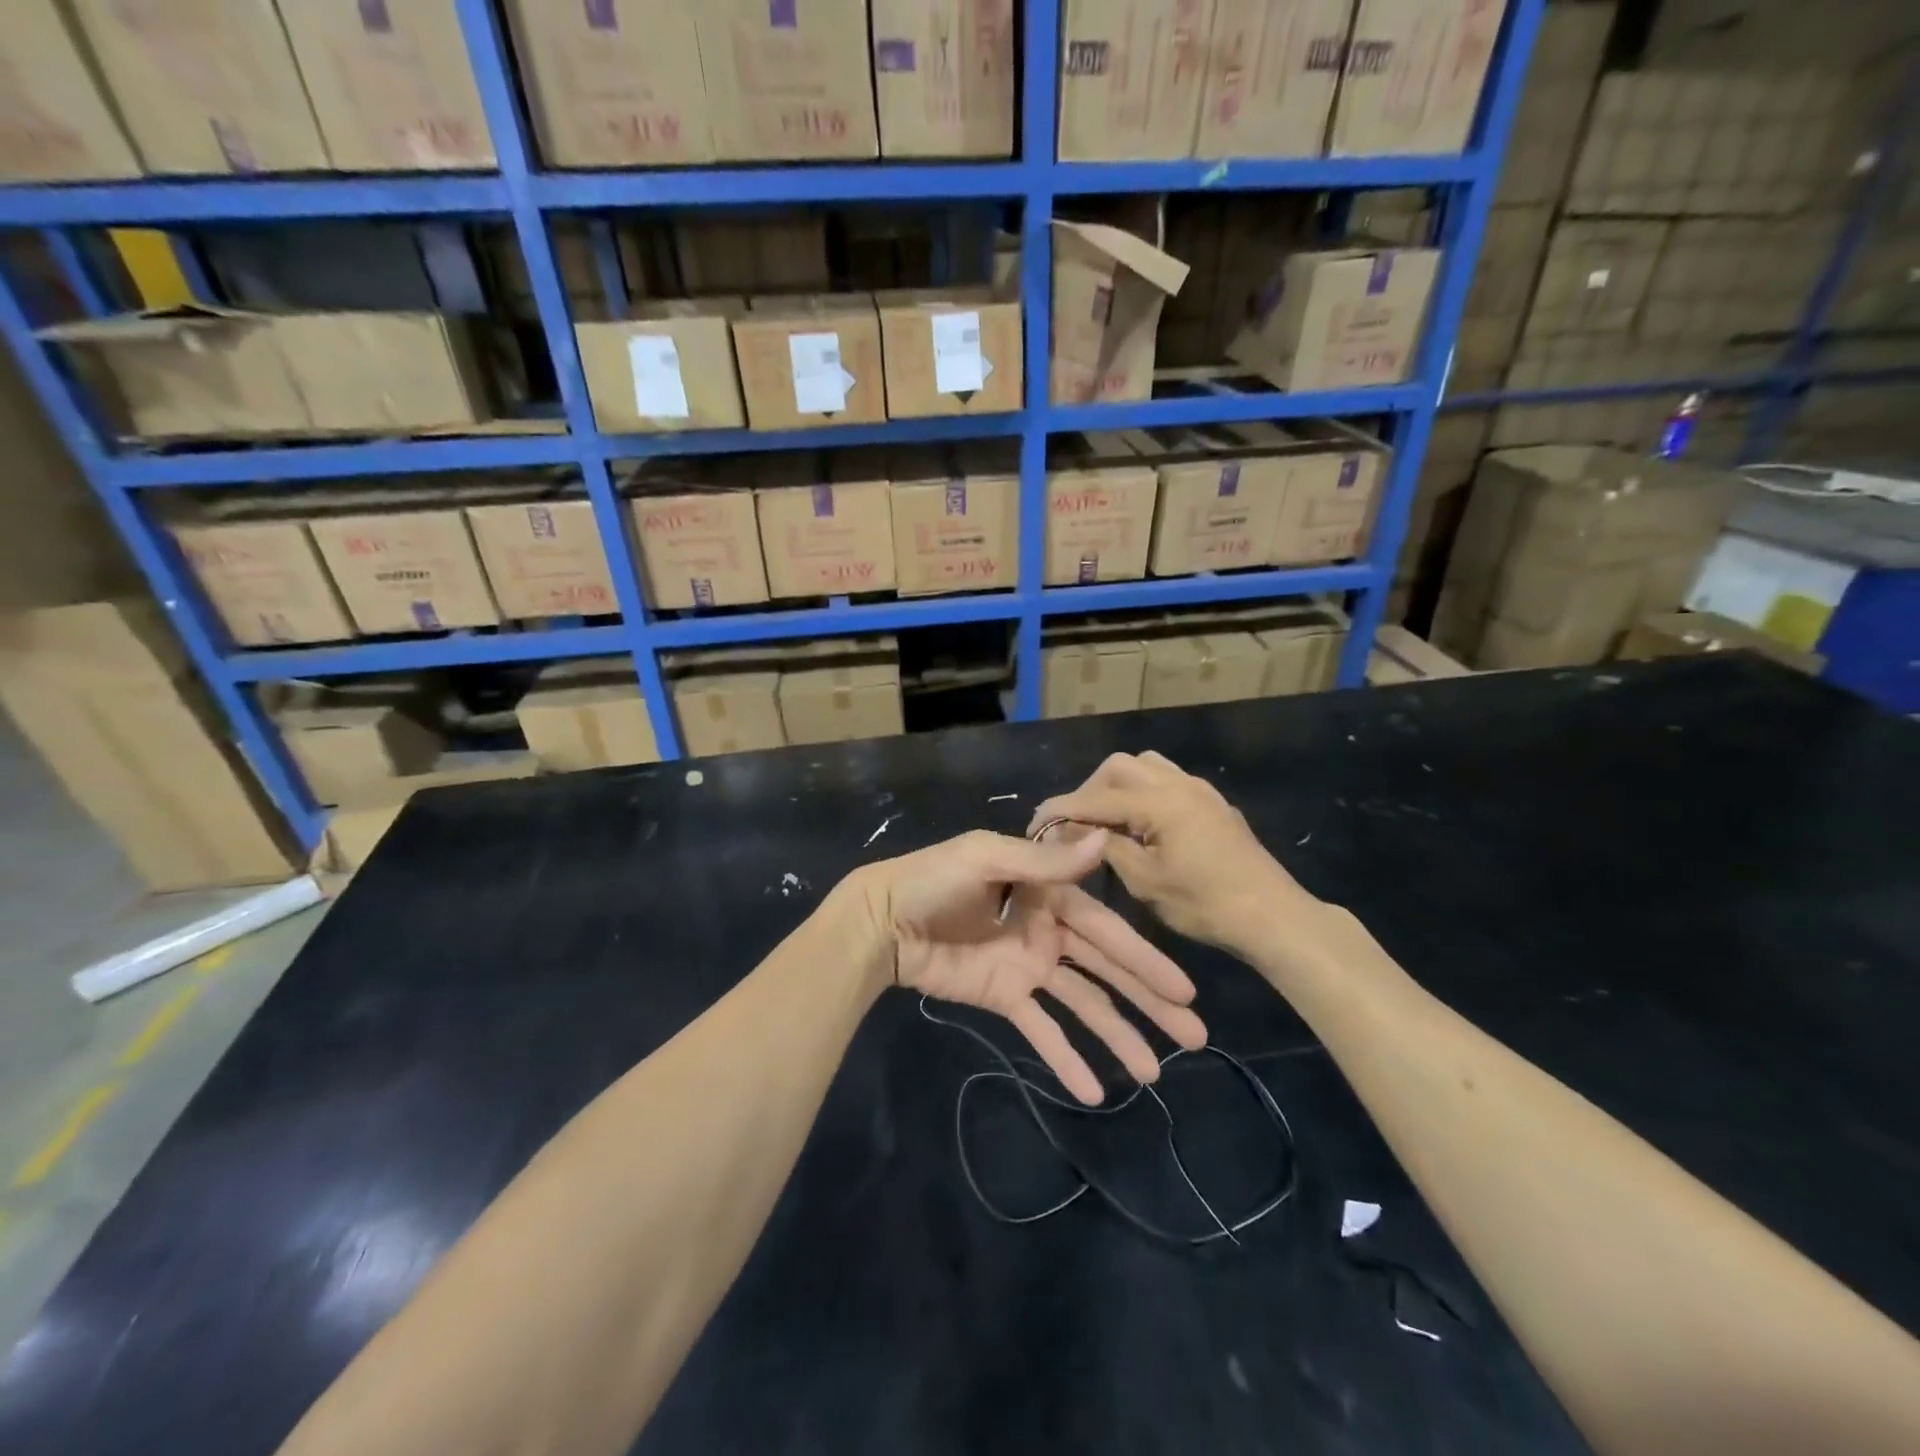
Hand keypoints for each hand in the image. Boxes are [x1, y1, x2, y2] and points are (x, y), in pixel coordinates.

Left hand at [849, 830, 1206, 1104]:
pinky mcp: (1005, 996)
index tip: (1185, 990)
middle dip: (1148, 1001)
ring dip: (1117, 1036)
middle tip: (1194, 1037)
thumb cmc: (932, 880)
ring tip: (1152, 1074)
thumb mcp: (986, 857)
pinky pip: (1041, 1030)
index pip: (1107, 931)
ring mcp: (1028, 967)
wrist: (881, 920)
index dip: (1145, 959)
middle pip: (1106, 971)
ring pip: (1083, 1005)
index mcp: (1049, 894)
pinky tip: (1092, 1092)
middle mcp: (1048, 931)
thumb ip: (1044, 860)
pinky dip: (1065, 1058)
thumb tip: (1101, 839)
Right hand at [1031, 751, 1319, 953]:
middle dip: (1091, 790)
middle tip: (1077, 824)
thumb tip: (1077, 831)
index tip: (1036, 825)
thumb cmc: (1206, 905)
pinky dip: (1143, 793)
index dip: (1062, 810)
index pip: (1096, 798)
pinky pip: (1168, 781)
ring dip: (1119, 786)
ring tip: (1108, 821)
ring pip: (1147, 767)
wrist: (1273, 916)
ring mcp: (1200, 791)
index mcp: (1160, 803)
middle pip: (1120, 767)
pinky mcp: (1212, 804)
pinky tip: (1142, 825)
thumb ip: (1108, 848)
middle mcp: (1179, 784)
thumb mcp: (1147, 882)